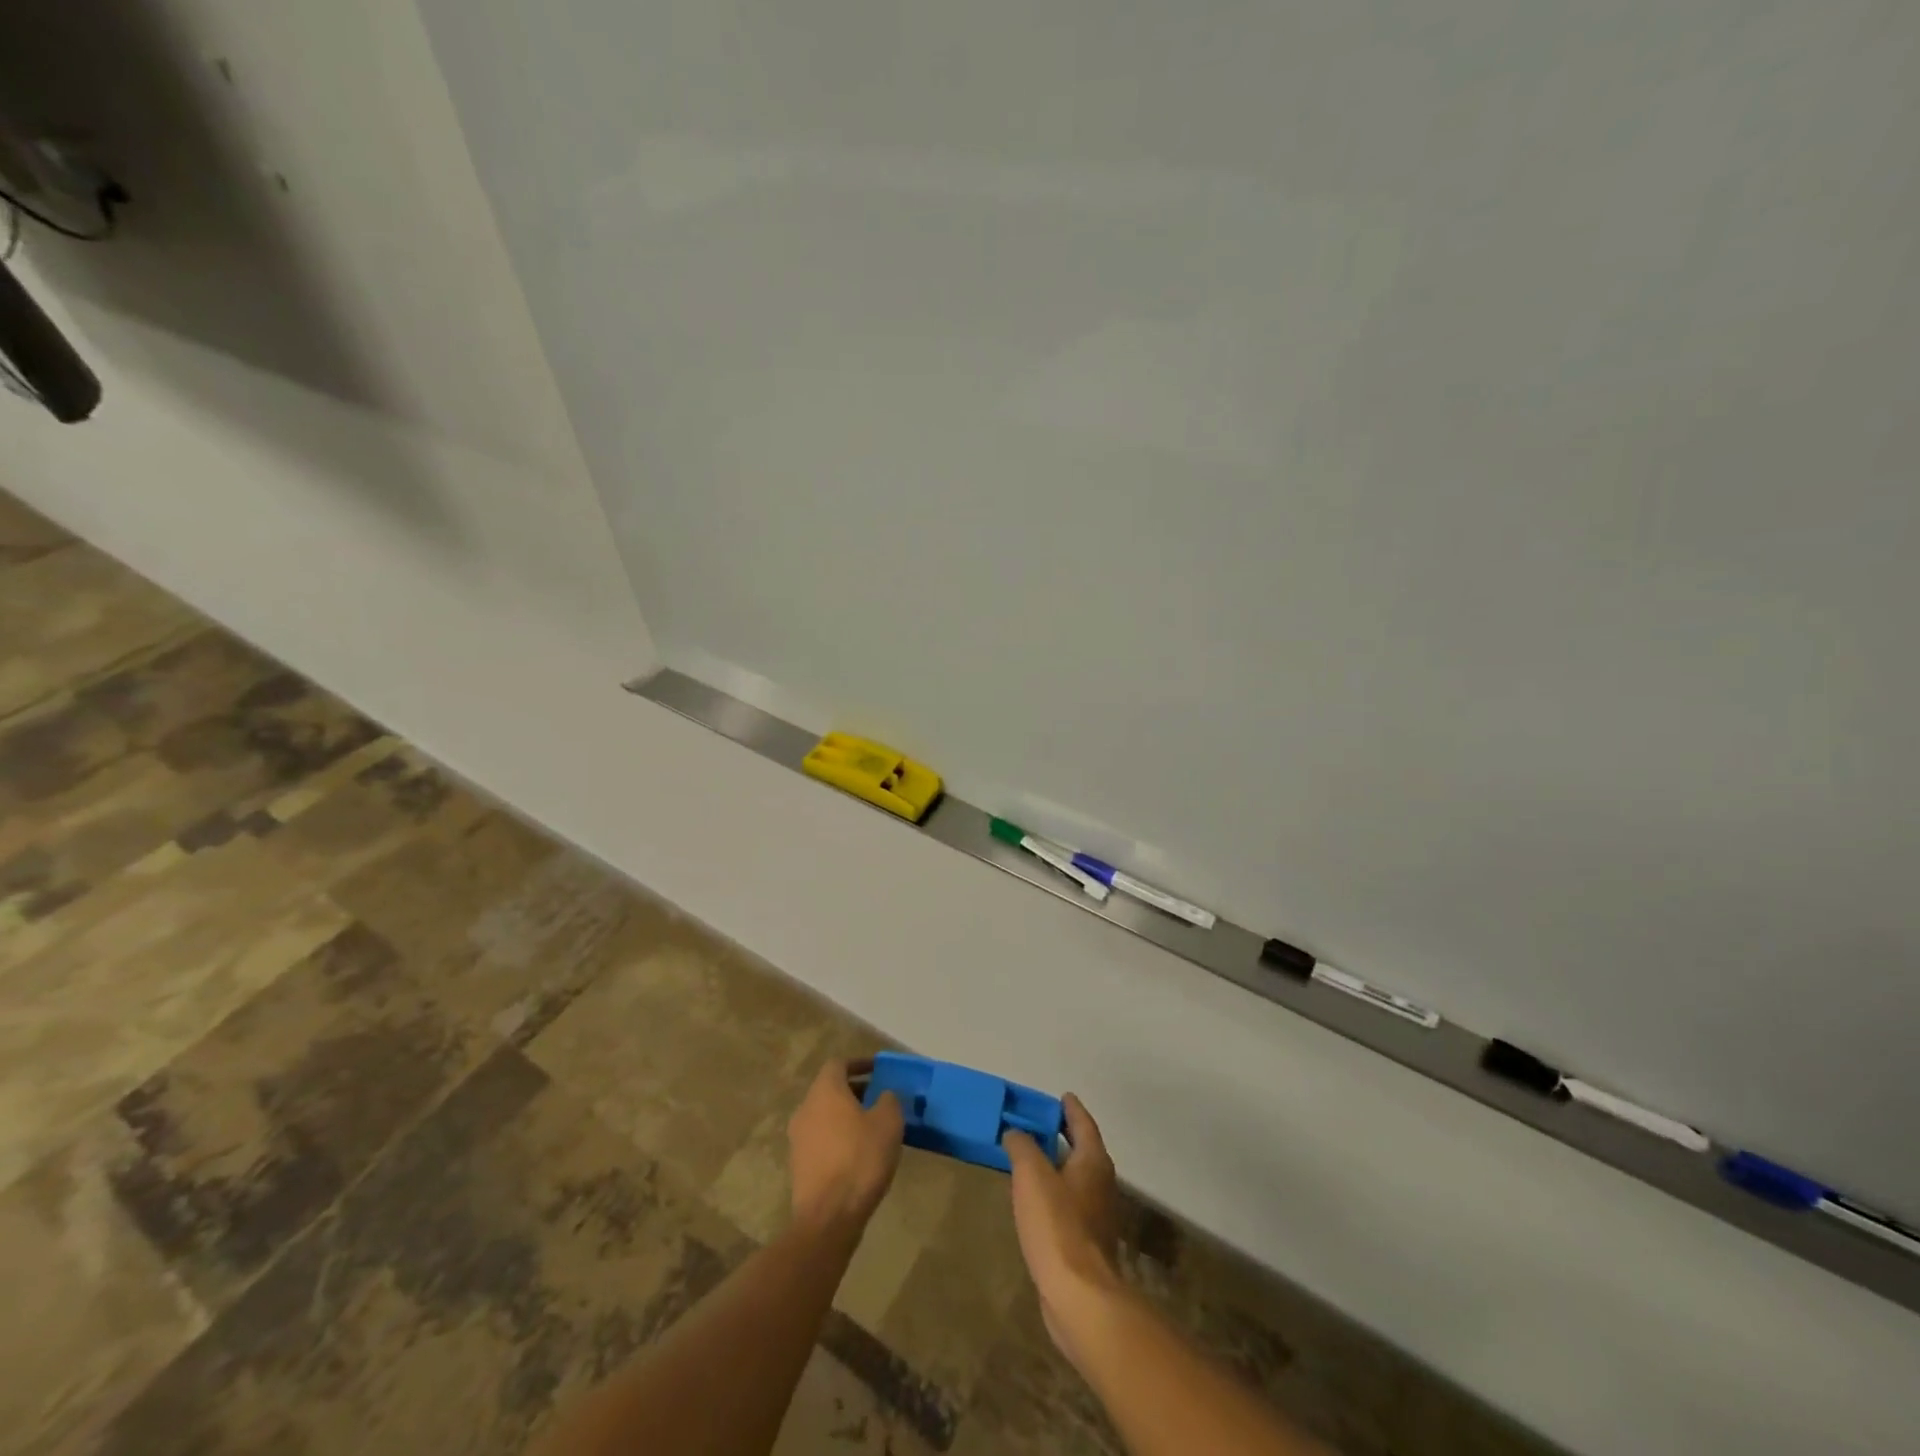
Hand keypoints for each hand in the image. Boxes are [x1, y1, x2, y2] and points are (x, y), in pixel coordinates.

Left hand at [787, 1058, 904, 1232]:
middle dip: (855, 1090)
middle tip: (879, 1099)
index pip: (838, 1064)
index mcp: (825, 1091)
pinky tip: (857, 1154)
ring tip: (872, 1128)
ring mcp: (798, 1138)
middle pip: (829, 1089)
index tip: (878, 1071)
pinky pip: (820, 1139)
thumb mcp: (888, 1123)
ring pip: (824, 1115)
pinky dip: (838, 1138)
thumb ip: (889, 1100)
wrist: (828, 1217)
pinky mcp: (798, 1165)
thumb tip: (884, 1094)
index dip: (859, 1063)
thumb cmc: (860, 1159)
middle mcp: (805, 1108)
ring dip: (846, 1115)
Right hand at [1003, 1094, 1124, 1363]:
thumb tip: (1015, 1132)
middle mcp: (1102, 1184)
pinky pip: (1071, 1204)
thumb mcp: (1032, 1175)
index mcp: (1093, 1161)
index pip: (1083, 1123)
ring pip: (1078, 1178)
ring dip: (1059, 1166)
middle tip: (1041, 1124)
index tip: (1061, 1096)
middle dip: (1065, 1135)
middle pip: (1084, 1150)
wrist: (1079, 1297)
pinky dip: (1056, 1193)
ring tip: (1033, 1159)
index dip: (1071, 1108)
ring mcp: (1098, 1216)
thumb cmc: (1057, 1225)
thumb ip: (1022, 1146)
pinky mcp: (1088, 1244)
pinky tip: (1037, 1201)